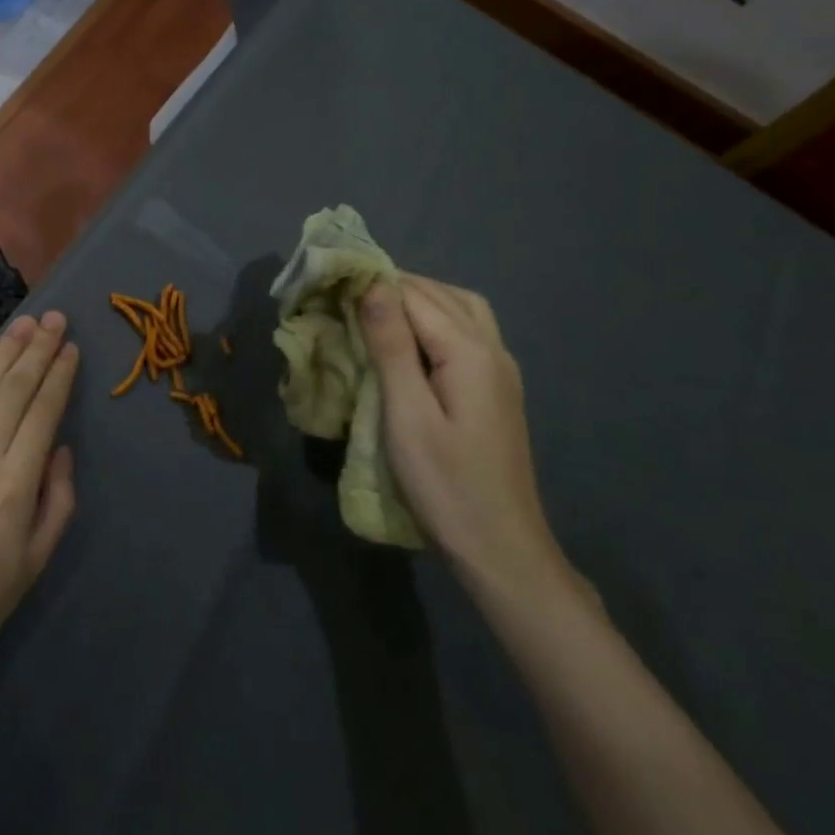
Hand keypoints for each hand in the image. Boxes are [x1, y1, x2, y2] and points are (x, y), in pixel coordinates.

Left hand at [0, 312, 79, 716]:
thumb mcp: (35, 562)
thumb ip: (57, 501)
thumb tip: (59, 448)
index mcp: (15, 485)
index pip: (43, 413)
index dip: (59, 376)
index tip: (71, 347)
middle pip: (14, 390)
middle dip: (37, 350)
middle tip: (54, 317)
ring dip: (3, 352)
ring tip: (23, 323)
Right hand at [361, 276, 570, 604]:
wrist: (502, 550)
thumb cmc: (445, 484)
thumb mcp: (407, 415)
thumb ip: (391, 346)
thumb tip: (373, 285)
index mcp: (470, 351)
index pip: (415, 295)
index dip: (373, 284)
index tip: (332, 286)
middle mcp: (493, 350)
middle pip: (441, 294)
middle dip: (394, 286)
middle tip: (346, 296)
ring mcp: (501, 370)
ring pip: (461, 308)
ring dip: (419, 300)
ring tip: (376, 312)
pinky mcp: (498, 390)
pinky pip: (468, 332)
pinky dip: (437, 319)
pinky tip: (412, 341)